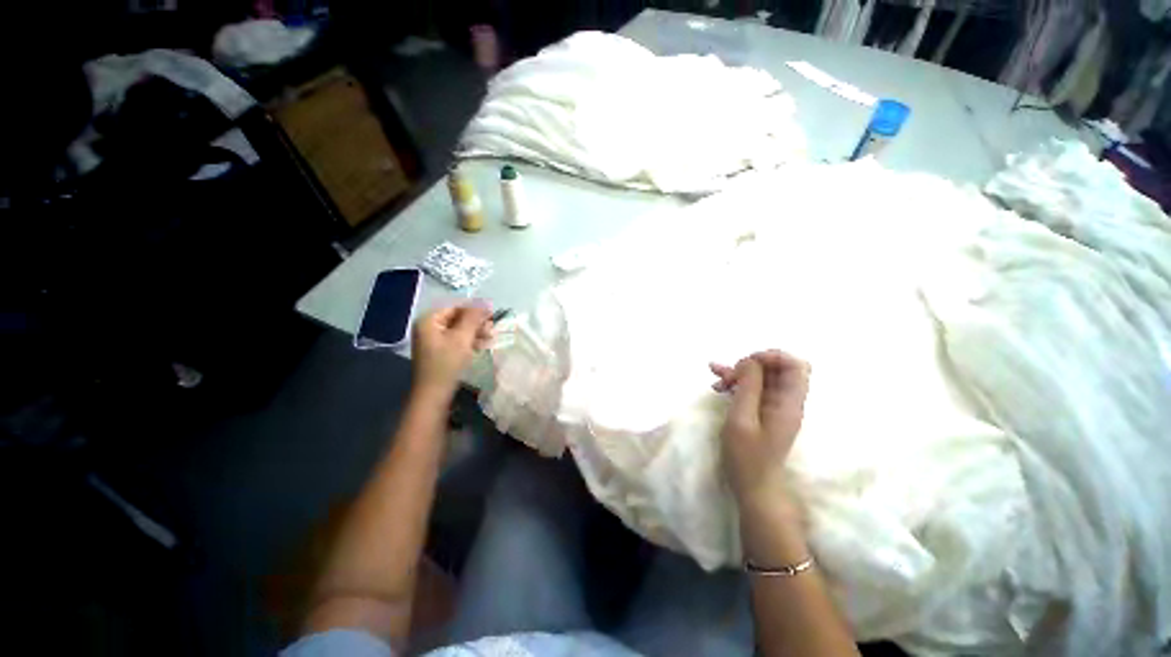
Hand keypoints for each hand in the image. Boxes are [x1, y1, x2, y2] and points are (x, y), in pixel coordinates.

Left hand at [411, 304, 494, 397]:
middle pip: (458, 318)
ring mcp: (433, 341)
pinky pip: (457, 340)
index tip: (493, 315)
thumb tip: (485, 302)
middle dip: (476, 323)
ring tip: (491, 338)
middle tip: (493, 329)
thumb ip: (473, 318)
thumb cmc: (446, 364)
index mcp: (429, 320)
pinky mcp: (440, 352)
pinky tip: (483, 345)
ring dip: (476, 332)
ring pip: (459, 330)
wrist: (434, 395)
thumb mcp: (462, 338)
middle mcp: (429, 327)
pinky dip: (470, 341)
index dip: (475, 310)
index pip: (456, 307)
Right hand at [711, 350, 810, 510]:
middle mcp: (786, 401)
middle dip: (751, 365)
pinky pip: (754, 389)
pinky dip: (738, 384)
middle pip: (777, 369)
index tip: (747, 363)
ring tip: (715, 376)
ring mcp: (775, 407)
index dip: (772, 357)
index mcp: (788, 403)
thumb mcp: (742, 419)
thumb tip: (750, 361)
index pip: (795, 366)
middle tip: (729, 375)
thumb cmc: (747, 457)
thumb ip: (748, 387)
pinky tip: (718, 385)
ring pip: (762, 378)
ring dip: (740, 374)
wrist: (754, 487)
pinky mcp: (764, 412)